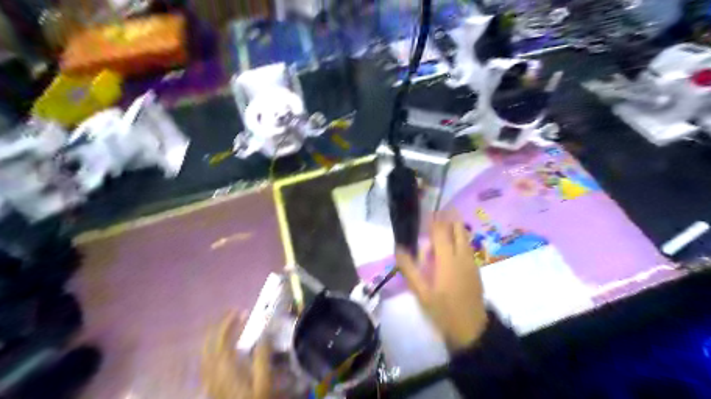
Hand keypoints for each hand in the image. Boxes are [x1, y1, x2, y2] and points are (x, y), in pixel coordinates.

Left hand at [202, 312, 273, 397]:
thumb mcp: (264, 384)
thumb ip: (263, 358)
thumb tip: (264, 334)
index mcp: (226, 369)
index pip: (222, 339)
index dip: (229, 323)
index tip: (242, 311)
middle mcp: (213, 373)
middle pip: (210, 344)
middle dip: (220, 326)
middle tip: (234, 313)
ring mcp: (209, 381)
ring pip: (205, 352)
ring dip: (215, 336)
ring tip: (228, 325)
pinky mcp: (211, 388)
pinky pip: (206, 362)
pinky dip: (212, 349)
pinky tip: (221, 348)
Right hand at [394, 217, 489, 350]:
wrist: (471, 329)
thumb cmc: (443, 311)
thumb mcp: (421, 293)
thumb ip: (409, 269)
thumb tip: (398, 248)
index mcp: (447, 260)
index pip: (441, 231)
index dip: (434, 219)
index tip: (426, 210)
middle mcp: (461, 256)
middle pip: (458, 229)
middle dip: (448, 217)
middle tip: (436, 213)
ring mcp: (471, 262)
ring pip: (465, 236)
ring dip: (455, 226)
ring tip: (443, 223)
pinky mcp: (475, 269)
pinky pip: (467, 246)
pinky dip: (460, 238)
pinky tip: (451, 244)